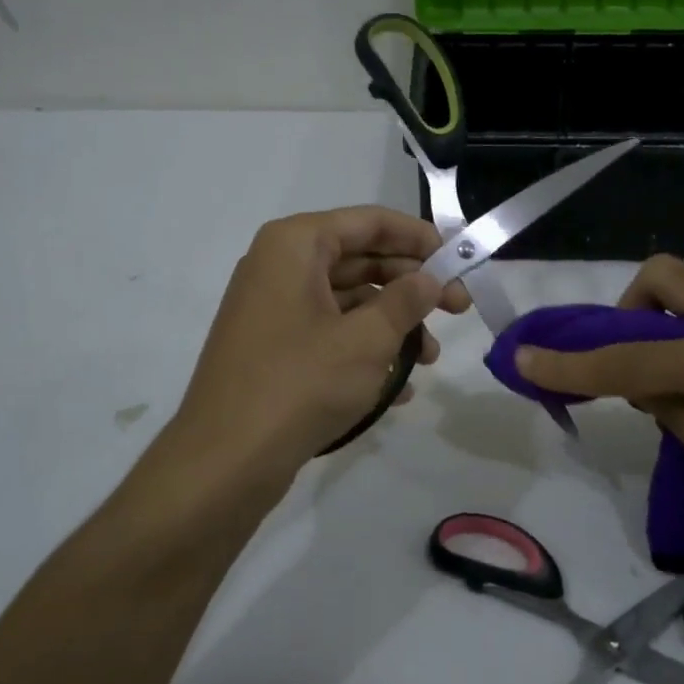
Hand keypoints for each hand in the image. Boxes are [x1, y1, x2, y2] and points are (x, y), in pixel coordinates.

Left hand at [169, 207, 468, 508]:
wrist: (224, 461)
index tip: (458, 259)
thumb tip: (429, 279)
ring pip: (348, 301)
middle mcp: (280, 266)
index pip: (369, 222)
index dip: (419, 237)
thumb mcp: (366, 340)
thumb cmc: (300, 384)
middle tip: (457, 309)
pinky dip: (364, 350)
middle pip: (360, 259)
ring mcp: (273, 309)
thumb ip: (406, 302)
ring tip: (430, 359)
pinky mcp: (272, 348)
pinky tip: (399, 388)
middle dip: (411, 286)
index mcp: (296, 245)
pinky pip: (329, 333)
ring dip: (393, 325)